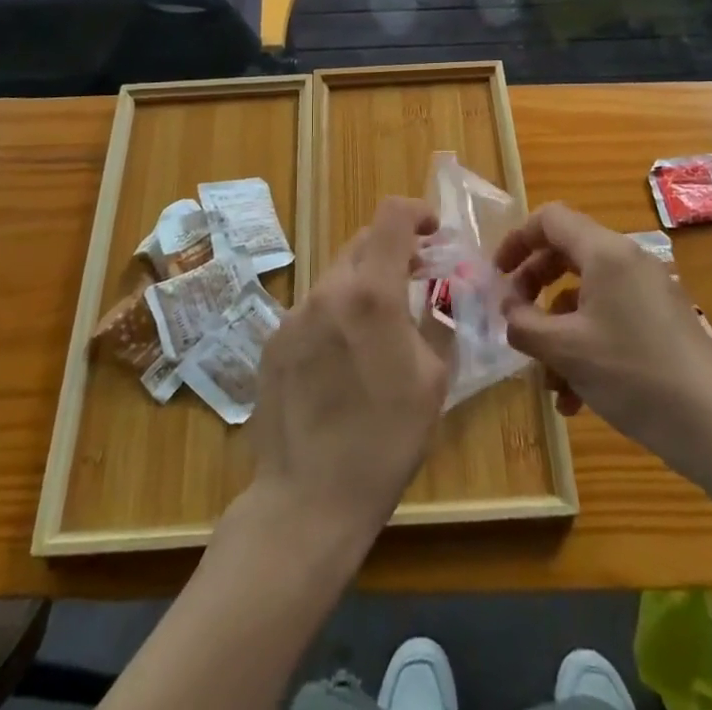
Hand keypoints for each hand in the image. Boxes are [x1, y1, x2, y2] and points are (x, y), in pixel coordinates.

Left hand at [250, 197, 454, 544]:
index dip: (416, 212)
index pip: (391, 216)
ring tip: (377, 330)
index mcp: (371, 293)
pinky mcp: (272, 341)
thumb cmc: (385, 442)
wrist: (308, 499)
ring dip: (362, 286)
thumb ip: (434, 320)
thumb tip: (439, 292)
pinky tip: (341, 362)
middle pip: (362, 243)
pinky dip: (334, 316)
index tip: (433, 231)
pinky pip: (312, 311)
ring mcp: (293, 315)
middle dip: (392, 250)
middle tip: (414, 279)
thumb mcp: (432, 380)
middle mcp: (328, 290)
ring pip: (336, 277)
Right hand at [495, 203, 711, 471]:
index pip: (549, 219)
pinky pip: (611, 320)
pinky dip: (586, 348)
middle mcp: (628, 261)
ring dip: (558, 332)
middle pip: (566, 255)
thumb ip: (524, 323)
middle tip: (514, 320)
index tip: (496, 276)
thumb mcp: (566, 350)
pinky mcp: (662, 324)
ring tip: (548, 382)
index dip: (516, 241)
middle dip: (534, 288)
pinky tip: (576, 400)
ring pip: (586, 297)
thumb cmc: (635, 376)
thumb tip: (508, 309)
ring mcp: (649, 293)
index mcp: (604, 252)